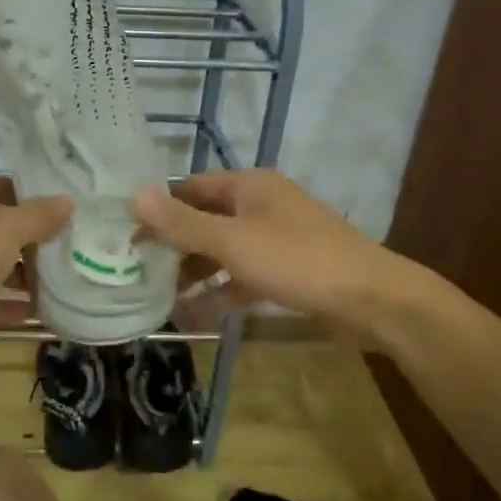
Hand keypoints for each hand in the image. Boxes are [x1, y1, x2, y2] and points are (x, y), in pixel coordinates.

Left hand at [0, 171, 69, 369]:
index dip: (27, 197)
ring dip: (16, 274)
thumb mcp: (8, 227)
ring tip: (57, 281)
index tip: (59, 212)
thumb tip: (67, 201)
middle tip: (63, 248)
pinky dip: (3, 304)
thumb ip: (39, 216)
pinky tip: (37, 311)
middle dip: (25, 240)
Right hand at [133, 169, 446, 346]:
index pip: (190, 187)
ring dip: (192, 272)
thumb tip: (135, 196)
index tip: (126, 232)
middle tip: (134, 268)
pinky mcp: (285, 272)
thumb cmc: (298, 260)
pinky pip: (241, 277)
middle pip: (204, 220)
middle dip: (172, 244)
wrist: (373, 301)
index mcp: (248, 186)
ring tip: (156, 295)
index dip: (158, 207)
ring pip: (221, 251)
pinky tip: (192, 315)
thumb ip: (183, 223)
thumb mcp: (233, 241)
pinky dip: (219, 292)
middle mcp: (259, 206)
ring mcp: (274, 240)